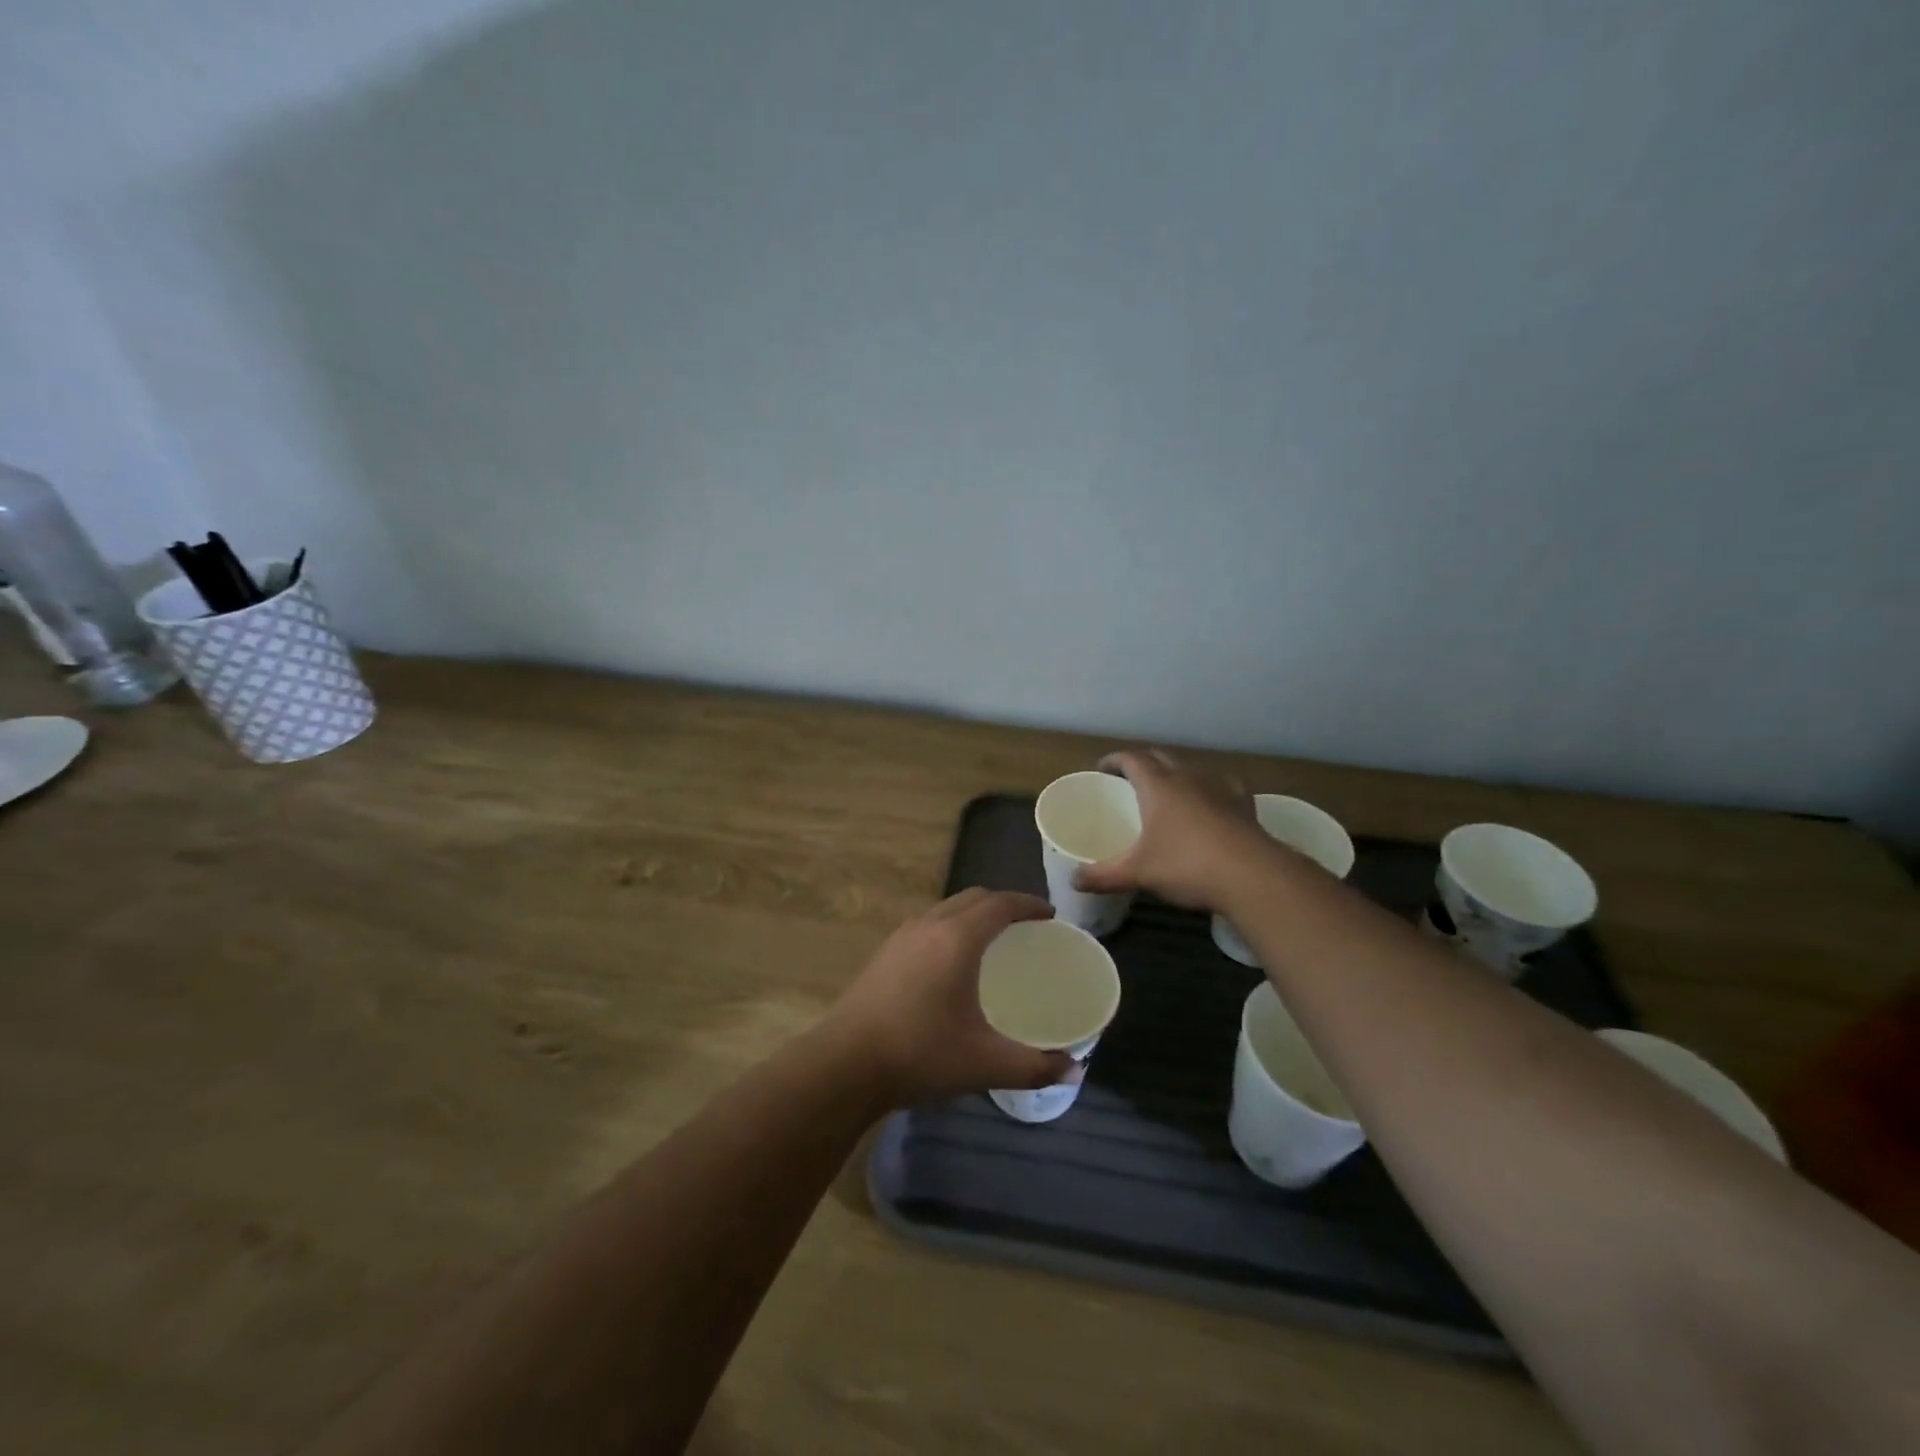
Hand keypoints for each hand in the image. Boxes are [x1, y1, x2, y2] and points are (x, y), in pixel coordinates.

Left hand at [827, 889, 1075, 1105]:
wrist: (844, 1064)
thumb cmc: (920, 1054)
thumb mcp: (984, 1064)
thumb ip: (1033, 1066)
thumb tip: (1073, 1070)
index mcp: (958, 939)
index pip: (1000, 904)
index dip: (1028, 905)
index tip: (1049, 915)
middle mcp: (929, 925)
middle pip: (973, 898)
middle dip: (1002, 904)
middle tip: (1026, 926)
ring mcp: (902, 936)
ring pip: (946, 909)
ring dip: (973, 914)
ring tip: (991, 939)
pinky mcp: (884, 953)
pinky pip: (928, 924)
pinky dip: (950, 927)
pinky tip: (951, 962)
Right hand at [1075, 749, 1264, 910]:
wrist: (1252, 876)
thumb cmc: (1186, 866)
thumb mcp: (1138, 873)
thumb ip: (1103, 875)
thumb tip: (1074, 881)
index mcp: (1158, 786)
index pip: (1131, 759)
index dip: (1114, 760)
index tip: (1102, 768)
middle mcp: (1188, 777)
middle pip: (1161, 757)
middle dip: (1143, 763)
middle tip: (1129, 779)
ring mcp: (1219, 788)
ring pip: (1192, 769)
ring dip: (1176, 774)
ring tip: (1169, 791)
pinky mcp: (1244, 804)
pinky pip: (1223, 786)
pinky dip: (1211, 789)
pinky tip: (1212, 803)